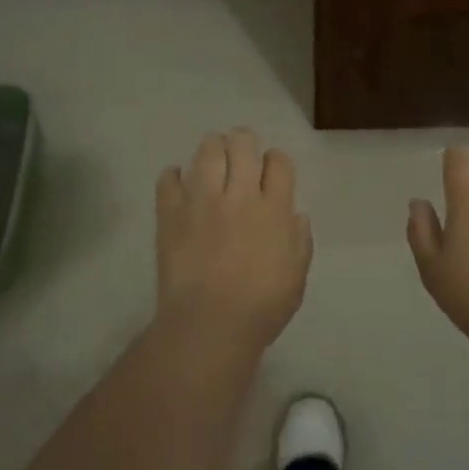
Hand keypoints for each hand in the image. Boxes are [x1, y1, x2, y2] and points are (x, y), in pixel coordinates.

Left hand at [155, 128, 312, 354]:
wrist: (209, 326)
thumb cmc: (261, 308)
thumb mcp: (296, 277)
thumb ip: (300, 241)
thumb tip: (295, 214)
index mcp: (274, 210)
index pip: (279, 162)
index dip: (276, 161)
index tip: (271, 171)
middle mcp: (239, 196)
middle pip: (242, 144)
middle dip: (243, 143)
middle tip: (240, 155)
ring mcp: (202, 201)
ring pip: (207, 151)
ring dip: (212, 149)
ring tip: (212, 160)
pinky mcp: (171, 214)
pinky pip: (168, 179)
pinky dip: (173, 176)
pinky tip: (178, 182)